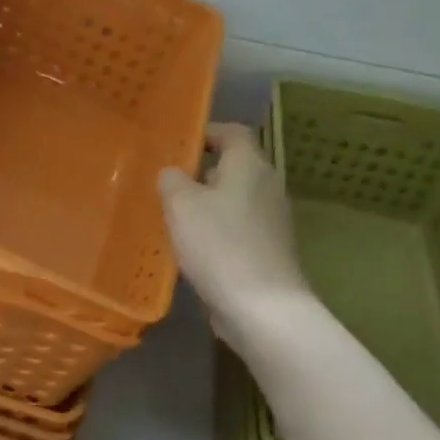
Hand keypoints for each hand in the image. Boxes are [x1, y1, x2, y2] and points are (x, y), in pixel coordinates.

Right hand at [158, 123, 310, 346]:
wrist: (263, 307)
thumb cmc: (219, 244)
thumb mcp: (181, 204)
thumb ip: (172, 180)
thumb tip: (173, 173)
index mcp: (250, 165)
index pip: (232, 132)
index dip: (206, 133)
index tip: (177, 145)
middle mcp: (267, 186)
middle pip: (234, 166)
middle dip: (201, 173)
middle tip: (167, 183)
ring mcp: (272, 220)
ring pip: (234, 199)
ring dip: (207, 205)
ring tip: (174, 216)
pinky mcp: (269, 250)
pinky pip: (238, 228)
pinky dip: (217, 231)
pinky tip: (192, 248)